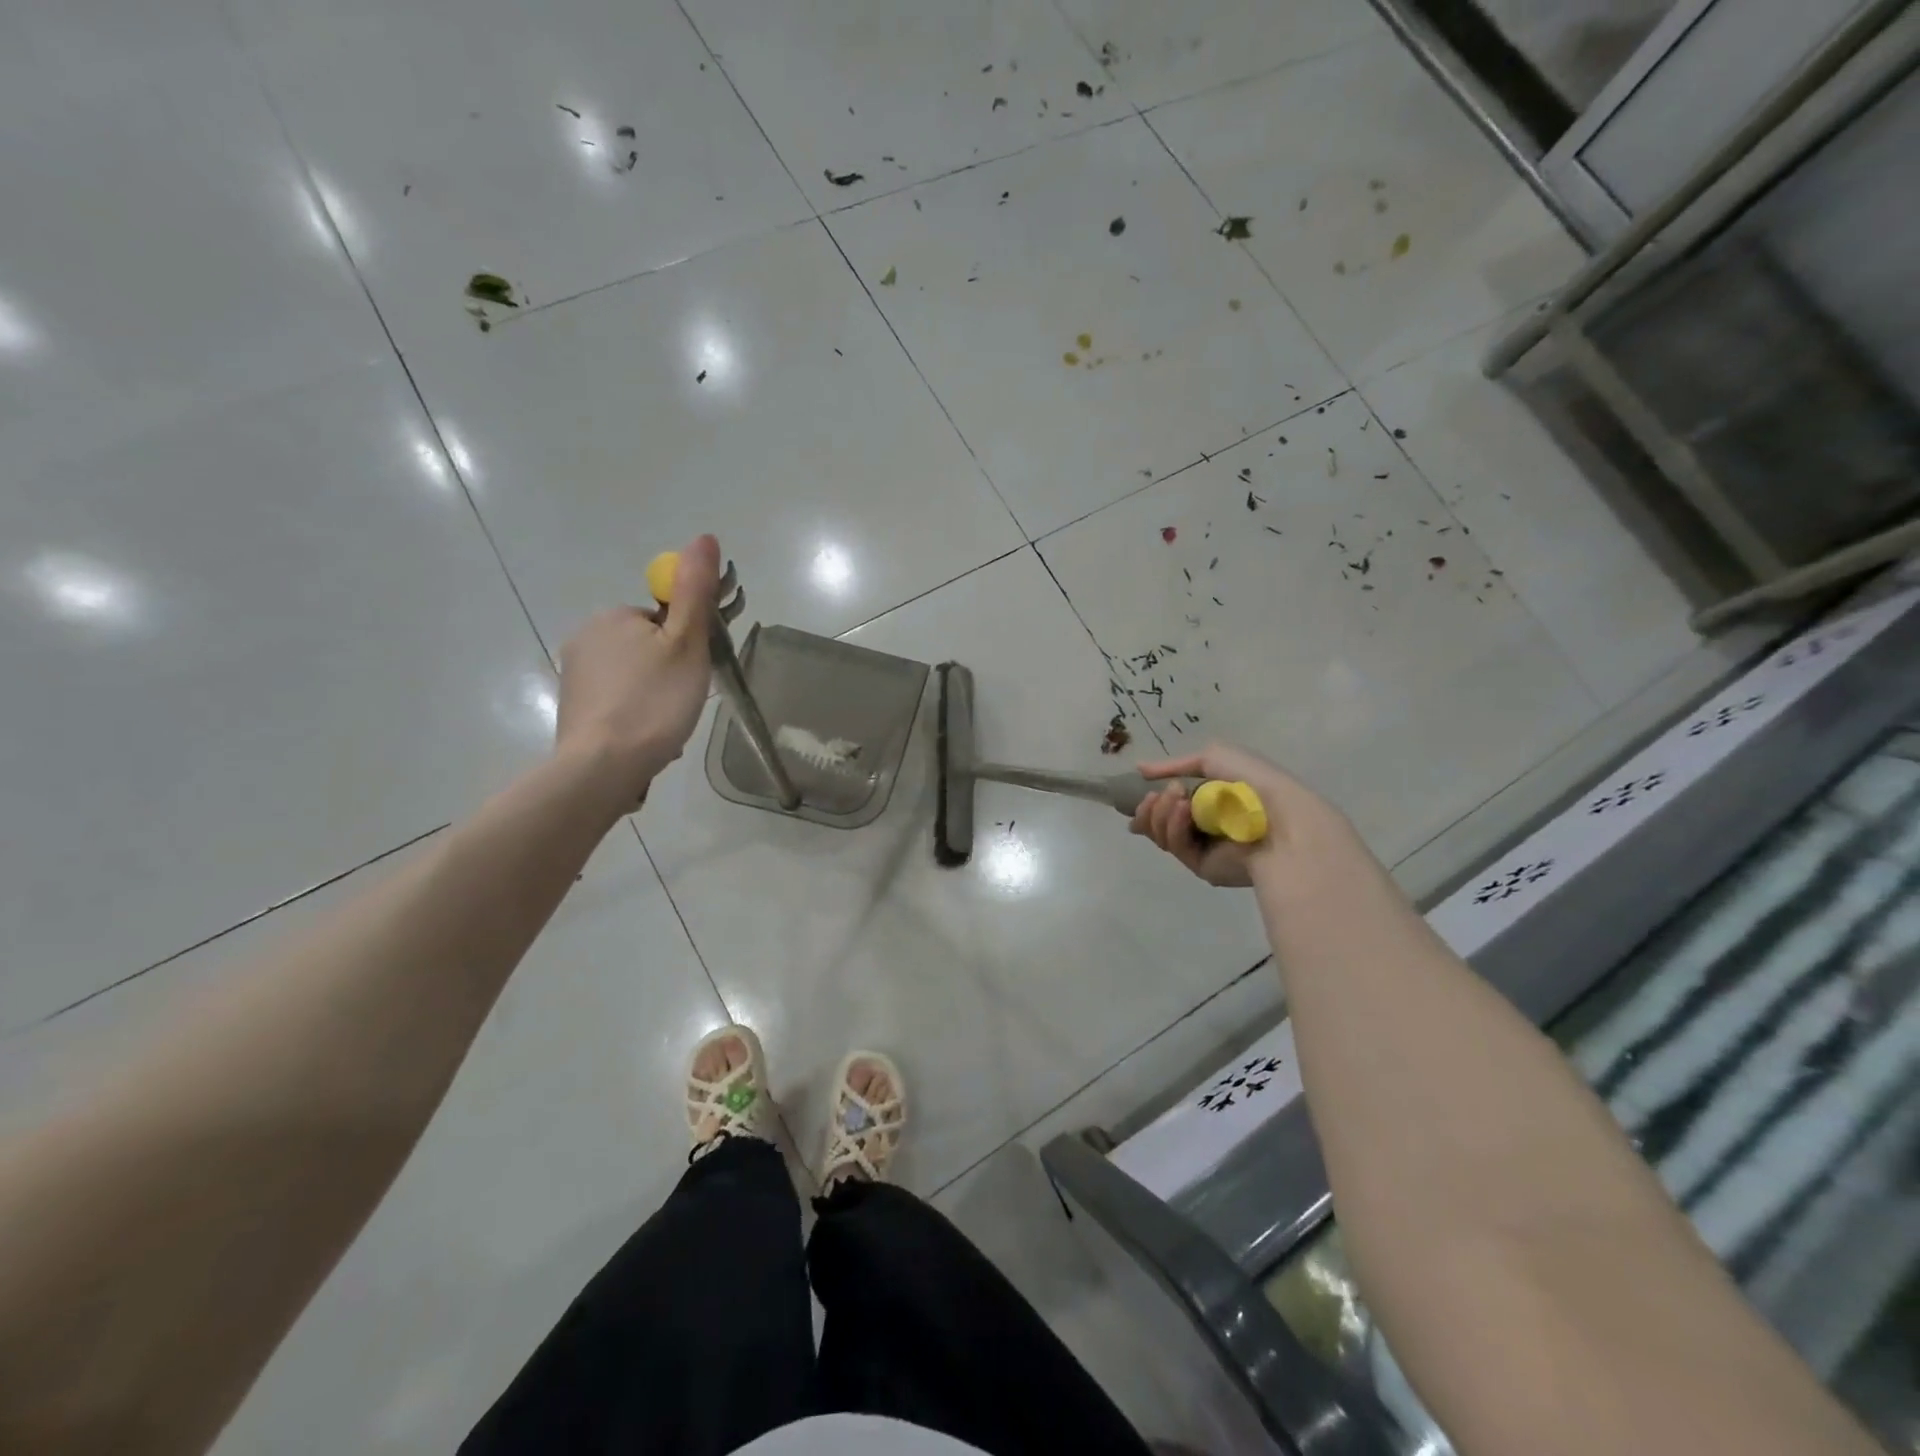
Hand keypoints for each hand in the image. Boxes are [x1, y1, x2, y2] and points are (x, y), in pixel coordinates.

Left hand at [555, 534, 719, 804]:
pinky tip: (646, 737)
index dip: (686, 644)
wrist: (603, 766)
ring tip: (666, 727)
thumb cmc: (654, 701)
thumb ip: (695, 591)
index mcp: (614, 616)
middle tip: (683, 702)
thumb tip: (704, 537)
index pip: (663, 620)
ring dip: (654, 695)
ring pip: (633, 676)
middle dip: (670, 671)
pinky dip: (635, 713)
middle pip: (647, 646)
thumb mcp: (687, 643)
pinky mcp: (572, 706)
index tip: (693, 673)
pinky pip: (616, 700)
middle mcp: (586, 636)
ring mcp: (574, 674)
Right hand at [1129, 742, 1328, 886]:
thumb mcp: (1213, 757)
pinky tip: (1184, 812)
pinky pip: (1176, 847)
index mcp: (1209, 800)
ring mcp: (1201, 847)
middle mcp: (1203, 825)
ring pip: (1161, 834)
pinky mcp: (1202, 866)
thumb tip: (1139, 769)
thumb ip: (1174, 765)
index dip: (1150, 799)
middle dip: (1150, 807)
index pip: (1168, 803)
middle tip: (1153, 796)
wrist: (1280, 817)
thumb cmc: (1252, 783)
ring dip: (1160, 813)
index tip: (1141, 790)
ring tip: (1176, 798)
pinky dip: (1175, 827)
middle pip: (1157, 821)